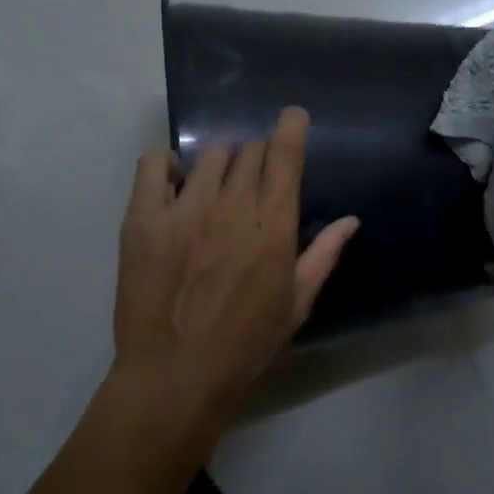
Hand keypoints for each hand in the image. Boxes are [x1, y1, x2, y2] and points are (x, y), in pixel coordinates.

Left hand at [113, 107, 358, 427]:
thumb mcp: (296, 306)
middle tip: (252, 179)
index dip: (291, 128)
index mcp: (272, 227)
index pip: (285, 156)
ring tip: (215, 185)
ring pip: (209, 154)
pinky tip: (174, 184)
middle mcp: (231, 207)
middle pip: (248, 151)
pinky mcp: (143, 219)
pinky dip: (167, 165)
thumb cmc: (244, 346)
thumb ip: (323, 256)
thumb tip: (350, 220)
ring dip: (220, 161)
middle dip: (257, 155)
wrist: (174, 377)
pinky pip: (153, 166)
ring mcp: (184, 210)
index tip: (292, 117)